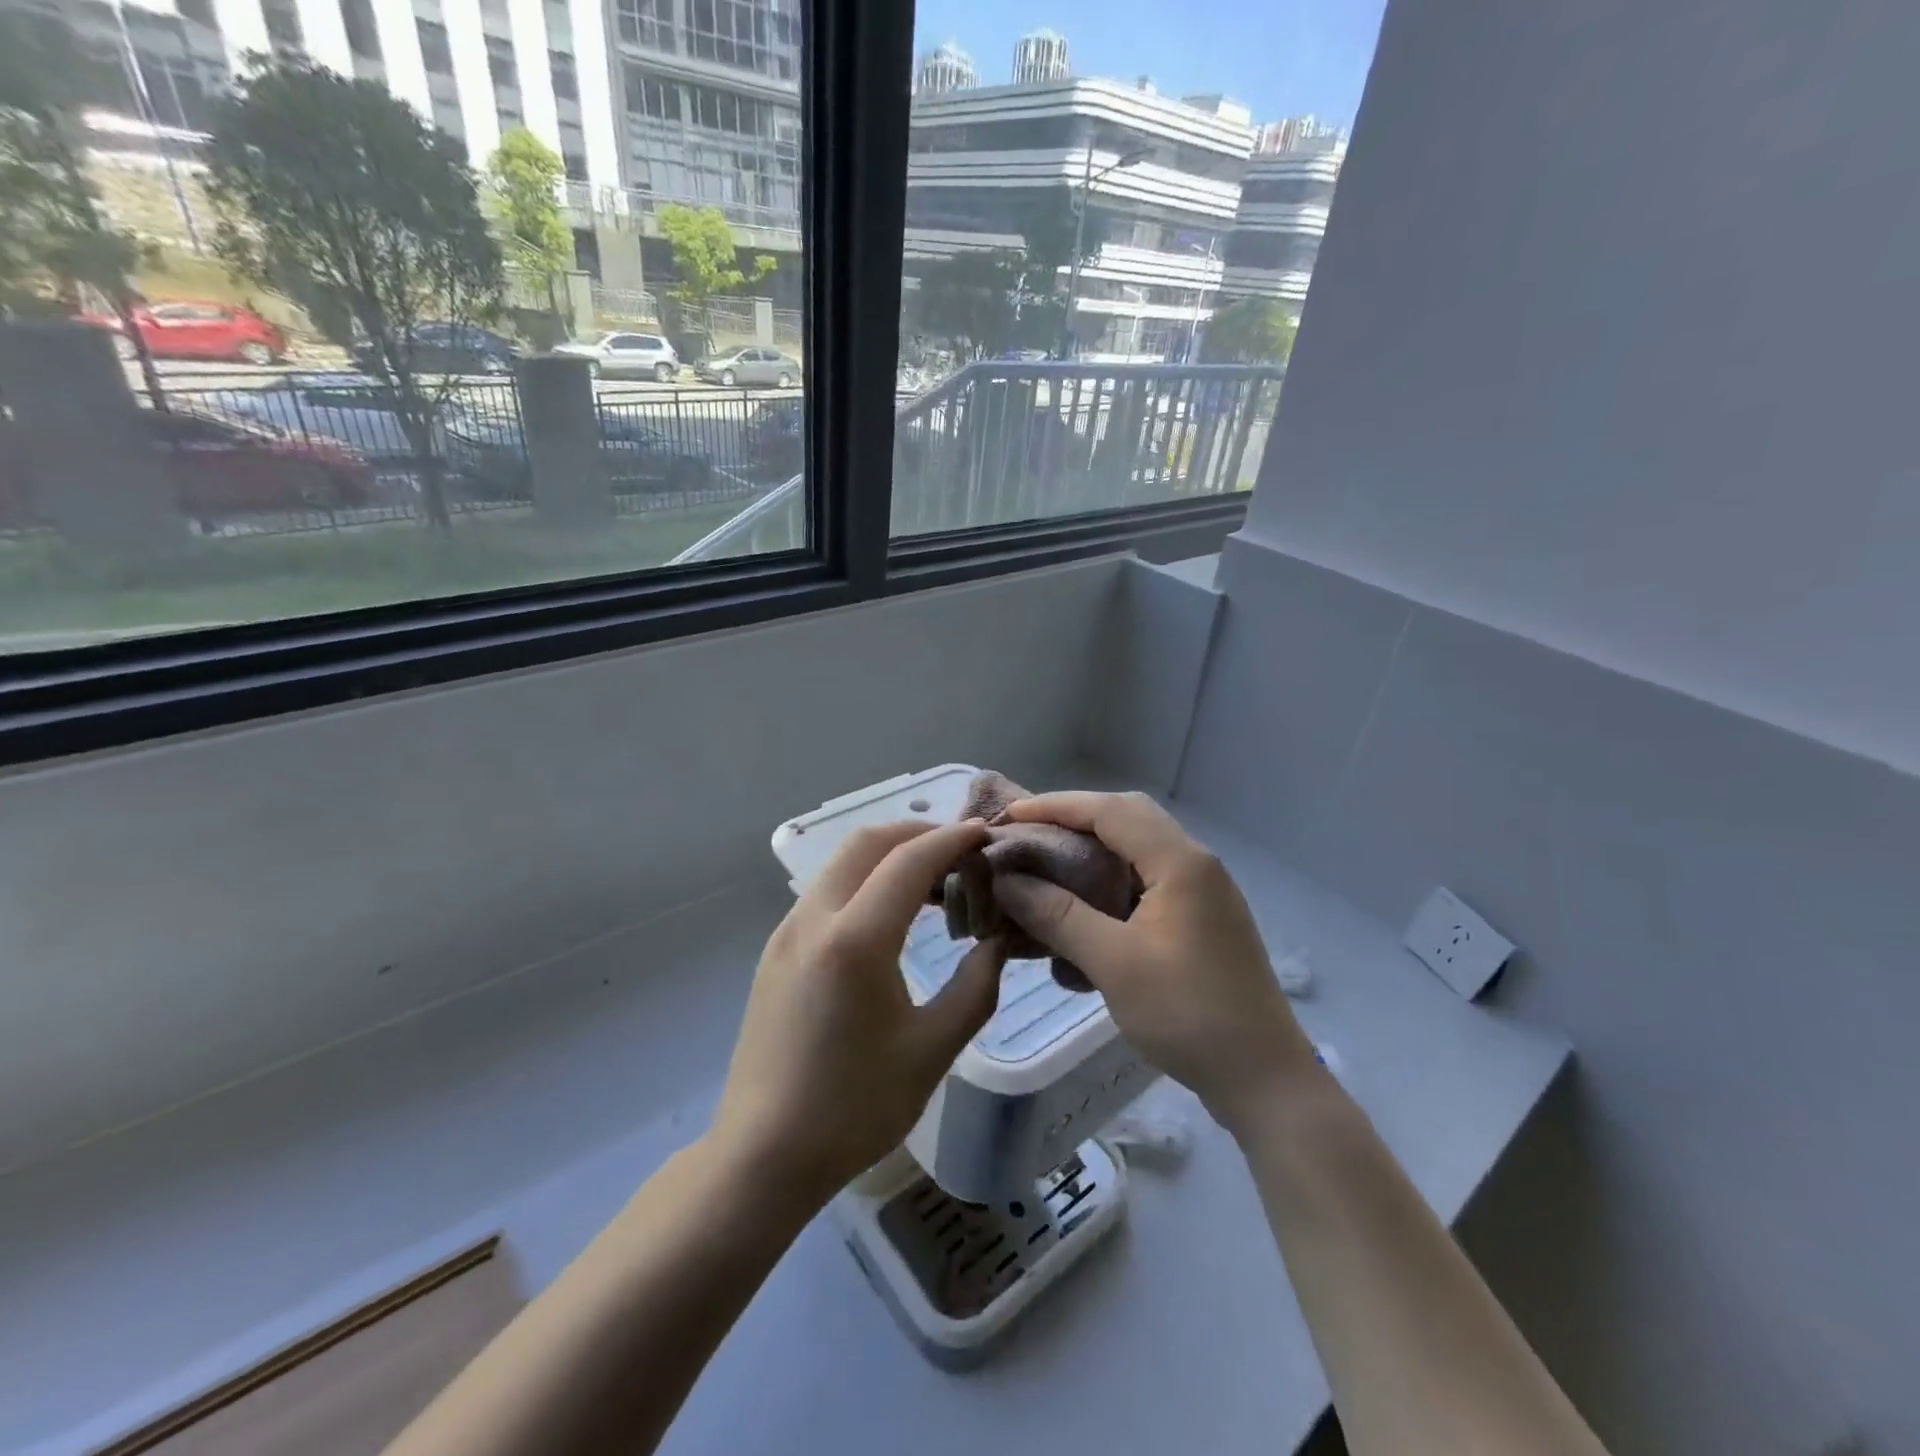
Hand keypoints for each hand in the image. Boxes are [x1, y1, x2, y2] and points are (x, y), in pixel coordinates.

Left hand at [713, 821, 1008, 1203]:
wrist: (762, 1155)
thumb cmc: (854, 1108)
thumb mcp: (932, 1050)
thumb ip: (976, 986)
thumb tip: (998, 940)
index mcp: (854, 940)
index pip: (909, 860)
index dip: (952, 839)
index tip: (986, 835)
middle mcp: (813, 919)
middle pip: (868, 842)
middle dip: (918, 834)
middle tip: (962, 854)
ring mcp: (787, 931)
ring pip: (842, 862)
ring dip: (889, 856)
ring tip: (934, 883)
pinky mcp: (776, 949)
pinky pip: (827, 891)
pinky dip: (865, 881)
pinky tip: (891, 916)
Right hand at [990, 792, 1315, 1133]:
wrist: (1263, 1079)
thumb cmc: (1188, 1014)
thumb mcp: (1114, 963)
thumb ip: (1057, 915)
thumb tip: (1006, 881)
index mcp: (1180, 862)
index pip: (1109, 810)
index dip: (1055, 807)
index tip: (1008, 817)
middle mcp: (1194, 864)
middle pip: (1126, 818)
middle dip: (1073, 821)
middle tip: (1027, 837)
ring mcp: (1202, 892)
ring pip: (1136, 850)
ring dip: (1090, 852)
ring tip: (1046, 868)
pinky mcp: (1200, 919)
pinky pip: (1146, 882)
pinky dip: (1109, 884)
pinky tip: (1083, 913)